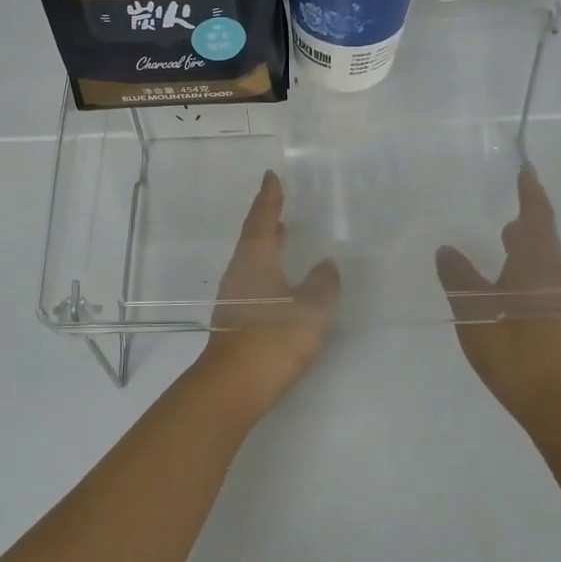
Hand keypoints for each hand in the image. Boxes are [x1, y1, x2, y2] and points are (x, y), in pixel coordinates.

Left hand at [198, 171, 340, 422]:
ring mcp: (235, 296)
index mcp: (255, 259)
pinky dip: (268, 268)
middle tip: (279, 202)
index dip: (269, 197)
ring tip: (284, 234)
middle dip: (267, 218)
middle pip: (253, 237)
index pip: (263, 219)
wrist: (234, 385)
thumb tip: (326, 265)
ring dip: (267, 244)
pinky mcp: (236, 319)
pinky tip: (281, 279)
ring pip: (253, 259)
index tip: (271, 176)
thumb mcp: (311, 308)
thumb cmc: (273, 338)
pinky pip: (254, 279)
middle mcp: (240, 271)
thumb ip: (323, 283)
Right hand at [435, 165, 560, 422]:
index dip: (530, 191)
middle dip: (529, 216)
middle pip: (544, 235)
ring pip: (544, 258)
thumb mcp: (474, 309)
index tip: (526, 169)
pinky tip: (508, 278)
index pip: (536, 215)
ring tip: (505, 234)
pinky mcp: (559, 317)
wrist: (556, 400)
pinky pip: (543, 276)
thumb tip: (446, 249)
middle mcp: (555, 272)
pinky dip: (526, 264)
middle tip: (511, 200)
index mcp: (538, 261)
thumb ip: (459, 275)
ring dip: (527, 242)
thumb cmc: (514, 348)